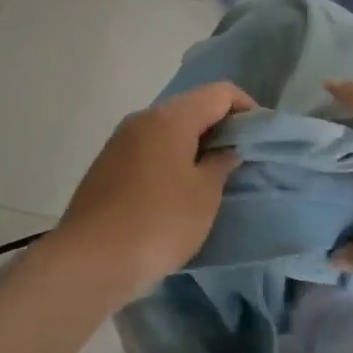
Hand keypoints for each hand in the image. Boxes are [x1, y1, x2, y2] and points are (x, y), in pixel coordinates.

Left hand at [45, 80, 256, 302]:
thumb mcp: (204, 195)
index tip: (260, 135)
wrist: (91, 260)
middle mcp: (142, 119)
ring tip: (212, 175)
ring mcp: (120, 141)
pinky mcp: (106, 164)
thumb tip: (225, 150)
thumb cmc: (159, 222)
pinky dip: (170, 157)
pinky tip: (178, 189)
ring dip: (194, 143)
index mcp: (170, 118)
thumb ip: (221, 164)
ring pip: (168, 129)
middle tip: (240, 156)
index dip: (246, 107)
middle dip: (220, 125)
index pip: (219, 92)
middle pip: (191, 107)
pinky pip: (148, 148)